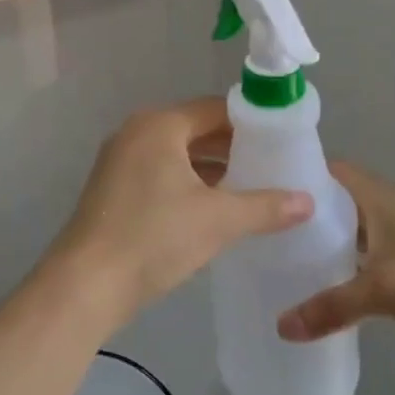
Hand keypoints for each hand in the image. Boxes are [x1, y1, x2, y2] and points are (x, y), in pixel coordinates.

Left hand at [51, 99, 314, 328]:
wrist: (86, 285)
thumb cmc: (154, 238)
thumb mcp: (218, 221)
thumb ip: (265, 206)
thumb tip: (308, 201)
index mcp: (160, 125)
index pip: (215, 109)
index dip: (251, 123)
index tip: (282, 140)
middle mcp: (137, 132)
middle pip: (195, 129)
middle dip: (233, 148)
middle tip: (273, 166)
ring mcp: (120, 160)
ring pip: (177, 154)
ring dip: (211, 169)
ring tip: (251, 188)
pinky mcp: (114, 188)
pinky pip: (160, 173)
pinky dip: (188, 183)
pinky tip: (213, 209)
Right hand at [277, 163, 394, 362]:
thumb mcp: (382, 291)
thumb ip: (330, 307)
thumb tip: (280, 327)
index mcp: (380, 198)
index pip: (332, 170)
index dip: (300, 172)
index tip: (264, 185)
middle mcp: (388, 212)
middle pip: (338, 203)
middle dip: (306, 214)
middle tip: (263, 230)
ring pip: (353, 236)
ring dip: (326, 245)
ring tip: (282, 260)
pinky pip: (366, 263)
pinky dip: (345, 271)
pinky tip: (321, 290)